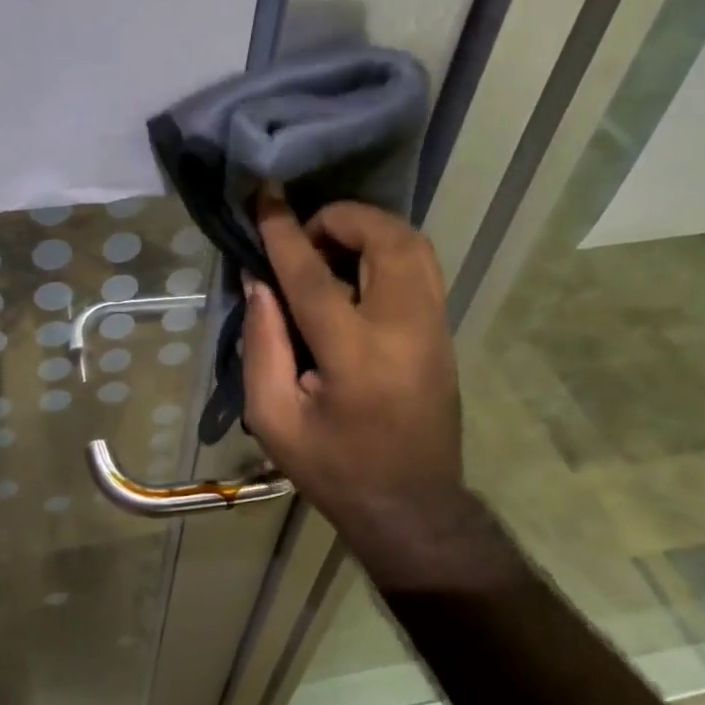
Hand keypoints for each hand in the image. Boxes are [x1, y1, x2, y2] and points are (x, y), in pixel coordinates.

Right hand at [242, 194, 515, 591]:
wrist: (412, 509)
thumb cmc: (334, 470)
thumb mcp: (274, 419)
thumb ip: (262, 344)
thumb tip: (260, 282)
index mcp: (355, 355)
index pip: (313, 274)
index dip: (284, 230)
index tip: (265, 196)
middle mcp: (405, 329)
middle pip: (386, 239)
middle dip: (342, 217)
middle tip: (305, 234)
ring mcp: (434, 328)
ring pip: (415, 245)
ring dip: (370, 229)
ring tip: (330, 248)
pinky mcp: (444, 334)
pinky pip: (422, 267)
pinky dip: (387, 250)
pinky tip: (356, 272)